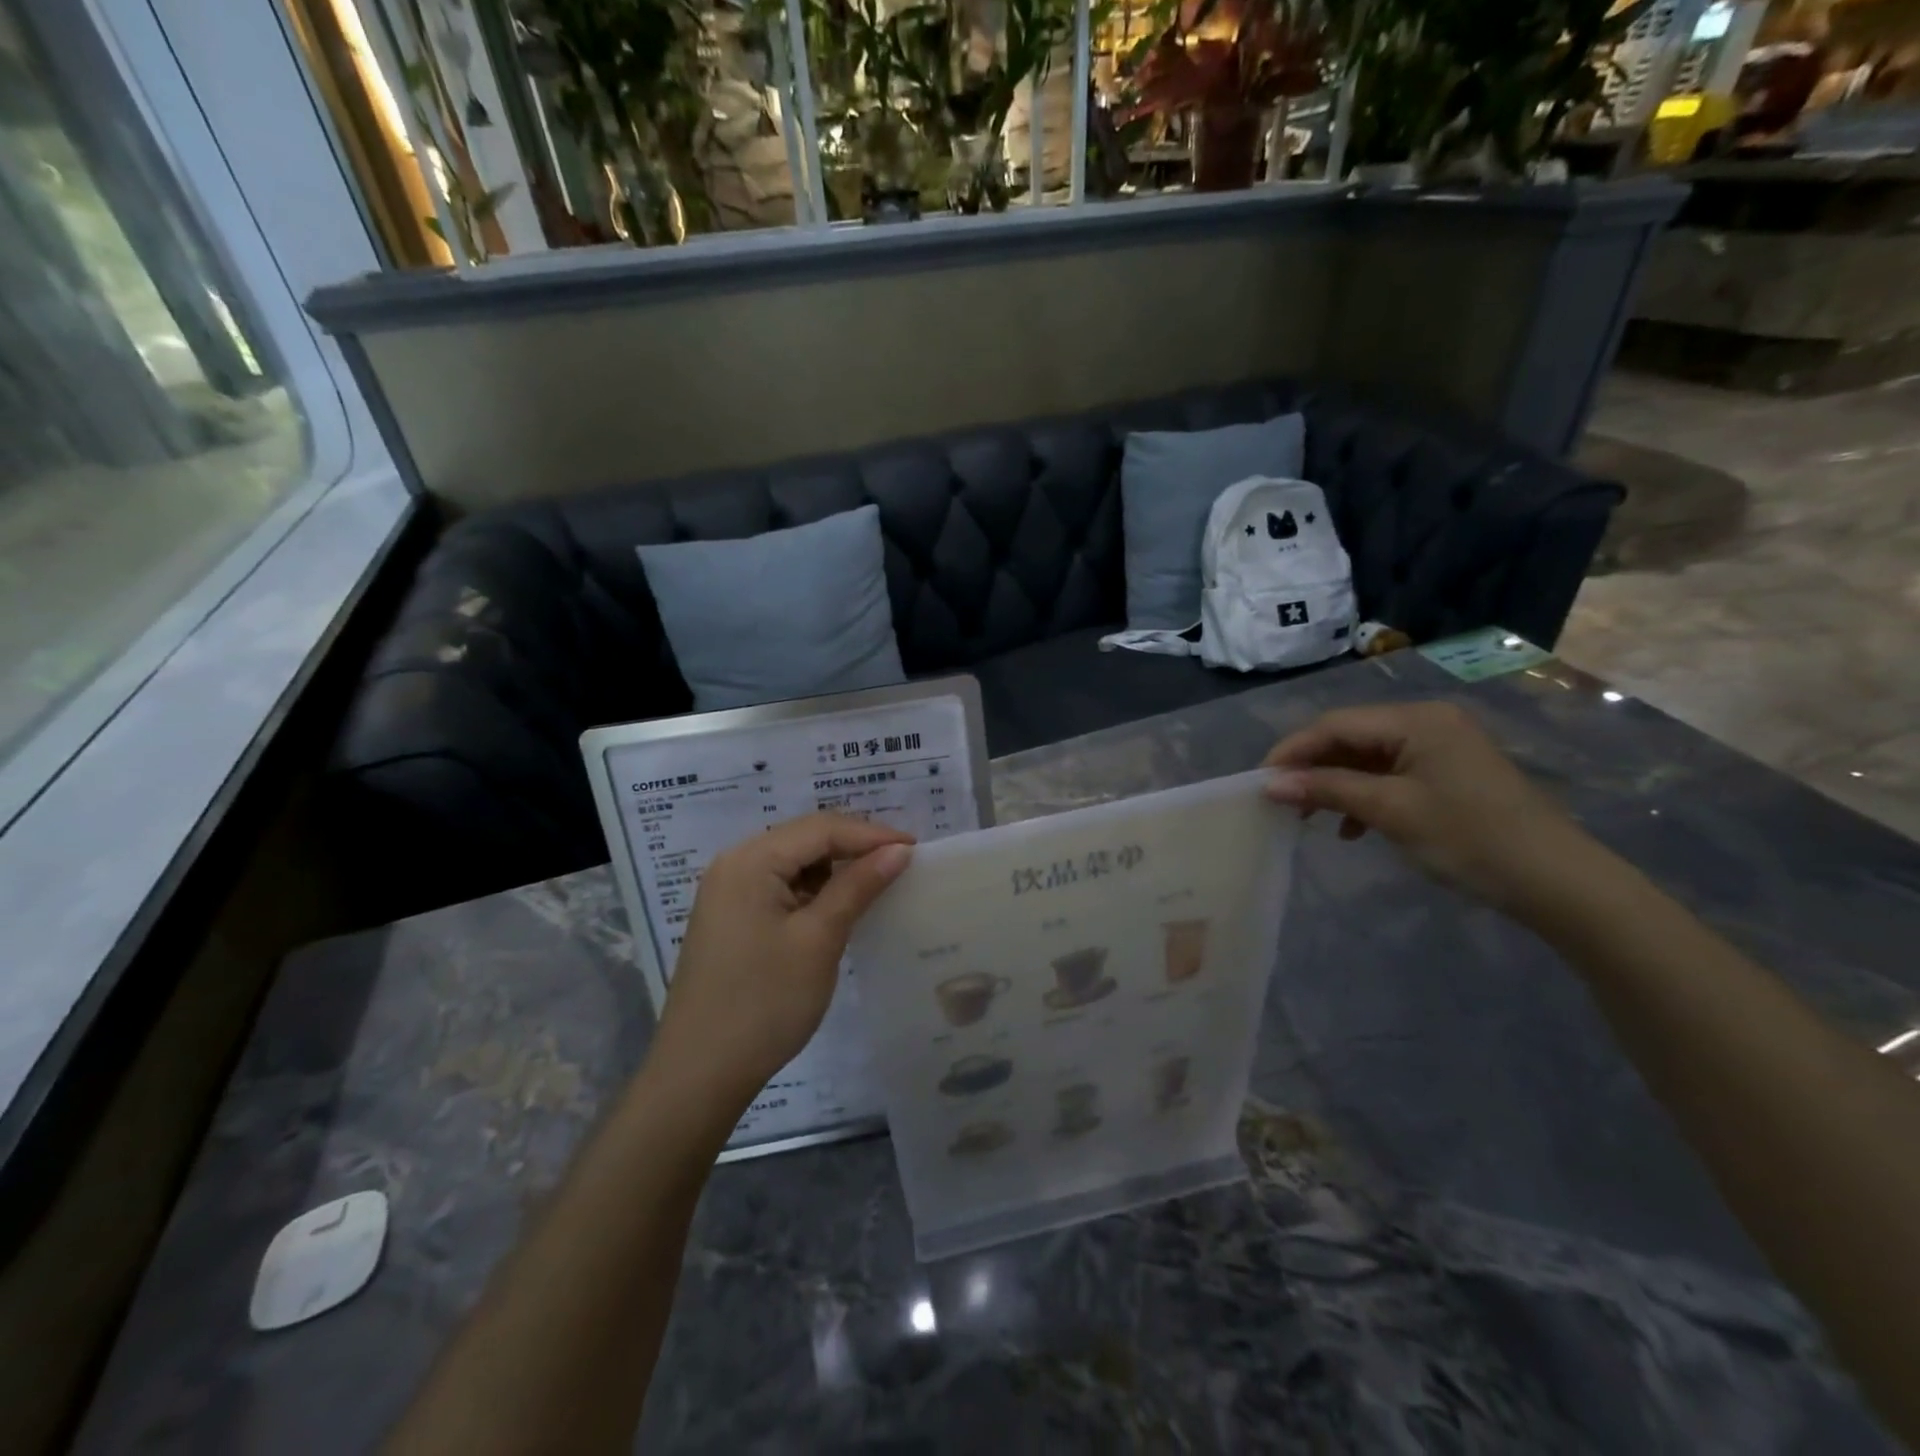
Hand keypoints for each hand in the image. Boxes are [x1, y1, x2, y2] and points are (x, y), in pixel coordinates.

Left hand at [651, 814, 913, 1111]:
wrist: (699, 1074)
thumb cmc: (764, 1002)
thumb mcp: (819, 939)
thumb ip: (858, 886)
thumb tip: (899, 849)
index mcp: (750, 861)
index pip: (821, 829)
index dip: (871, 834)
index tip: (916, 849)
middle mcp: (734, 864)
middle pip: (805, 838)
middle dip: (854, 846)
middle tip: (901, 862)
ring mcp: (728, 892)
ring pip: (794, 862)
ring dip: (835, 868)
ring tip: (877, 882)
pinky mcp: (731, 918)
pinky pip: (780, 886)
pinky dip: (813, 890)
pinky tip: (839, 907)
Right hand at [1262, 701, 1599, 915]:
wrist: (1557, 881)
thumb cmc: (1469, 838)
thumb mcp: (1391, 811)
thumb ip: (1328, 790)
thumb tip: (1271, 784)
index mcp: (1416, 720)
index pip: (1335, 725)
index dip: (1292, 751)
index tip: (1260, 783)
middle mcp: (1427, 722)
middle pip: (1350, 737)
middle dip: (1312, 768)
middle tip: (1281, 801)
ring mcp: (1441, 747)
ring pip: (1367, 757)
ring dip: (1335, 784)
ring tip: (1310, 817)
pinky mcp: (1448, 773)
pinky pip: (1390, 773)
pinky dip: (1364, 794)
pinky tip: (1351, 827)